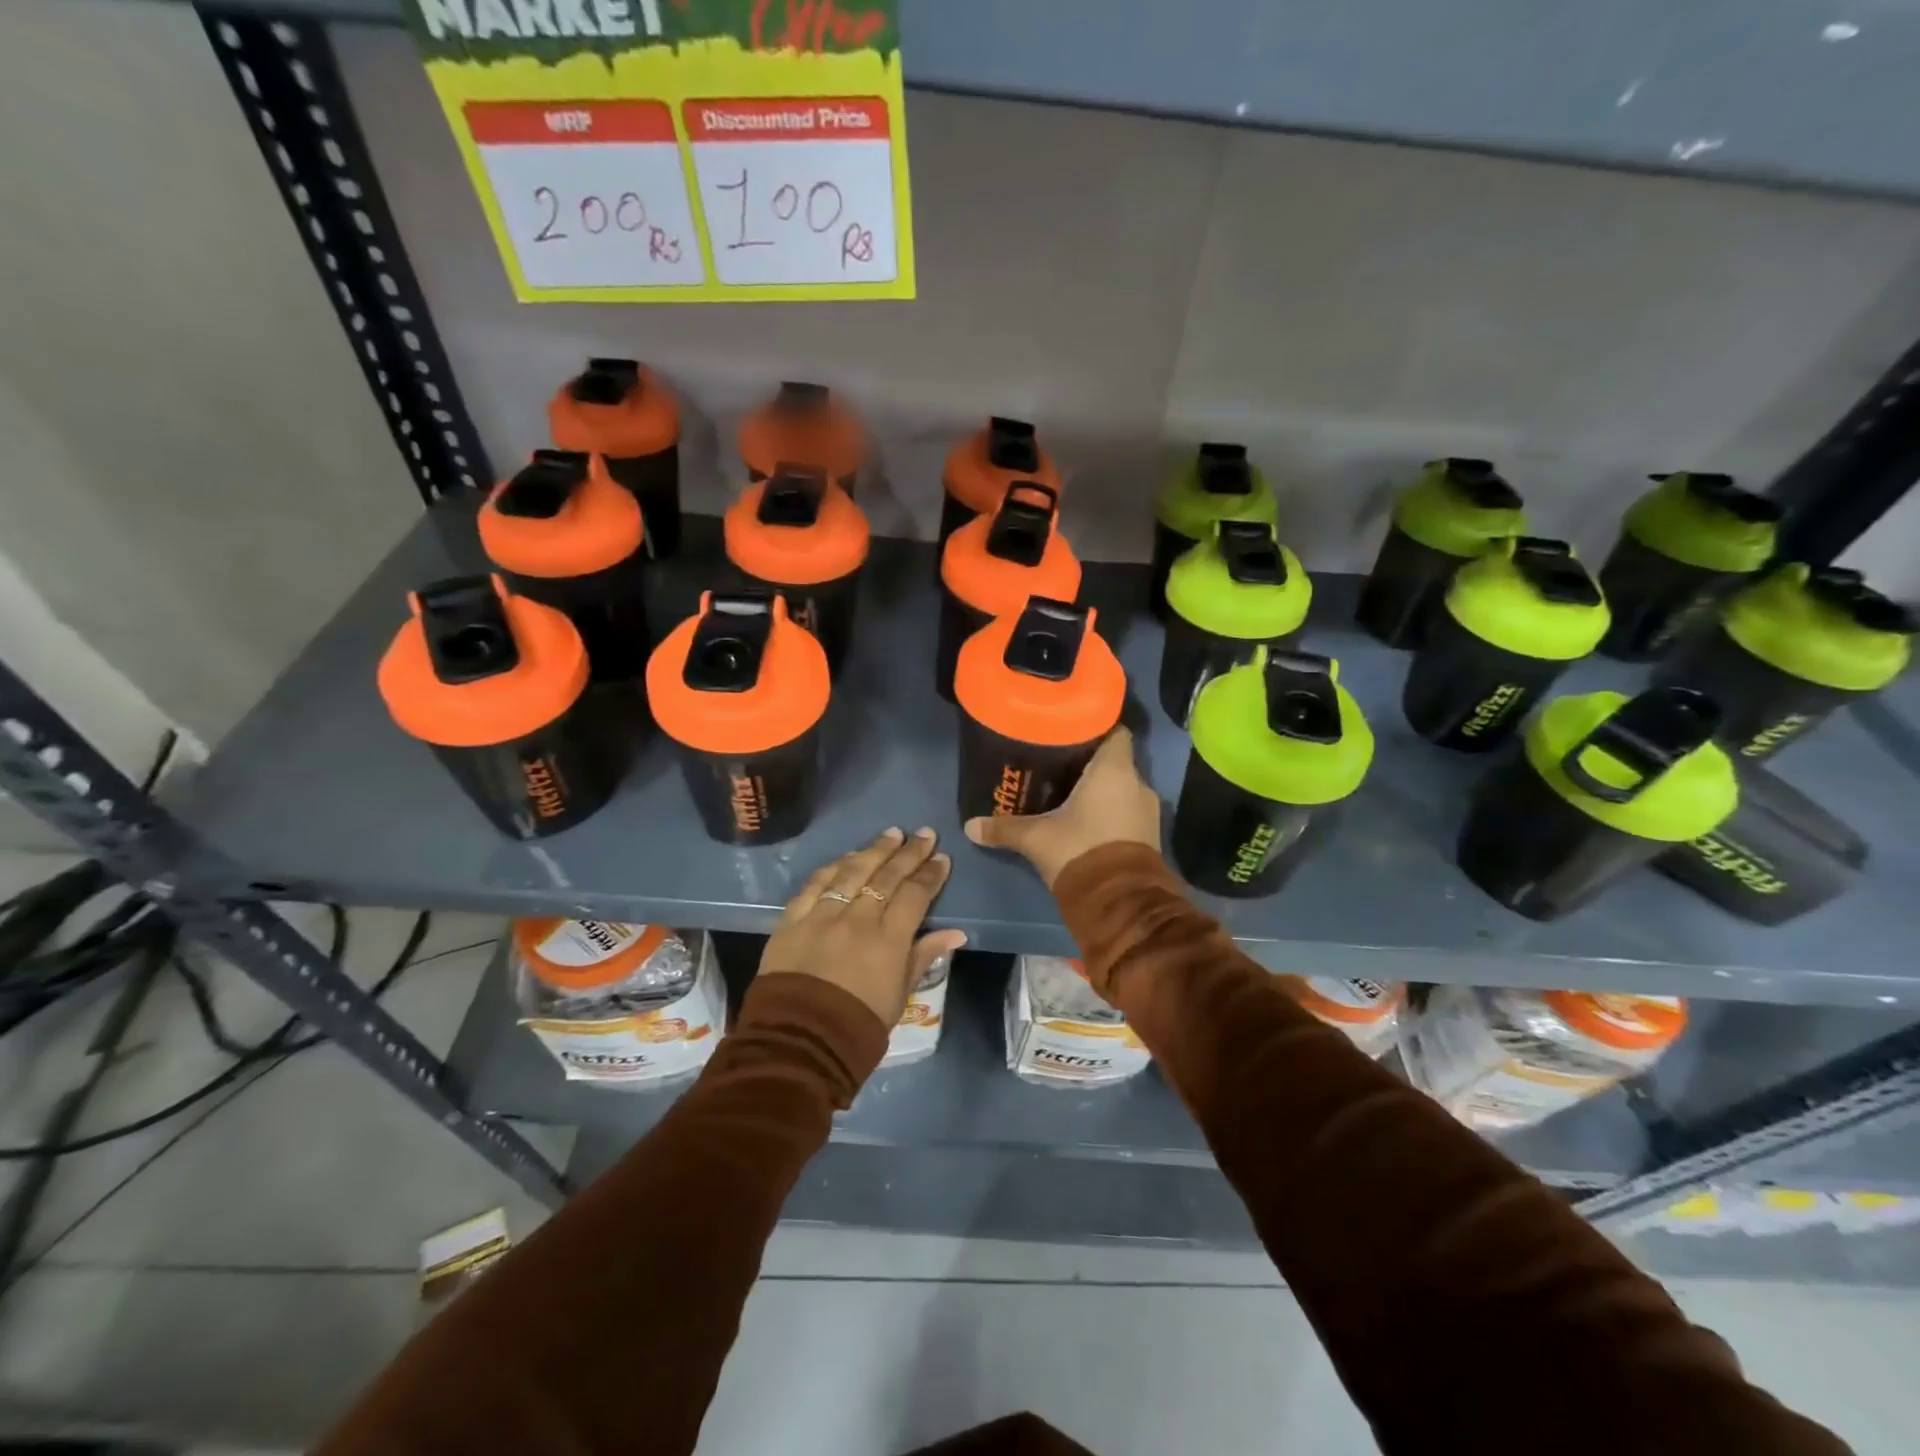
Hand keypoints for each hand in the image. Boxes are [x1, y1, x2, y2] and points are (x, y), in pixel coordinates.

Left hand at [759, 827, 967, 1026]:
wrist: (799, 1041)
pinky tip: (846, 856)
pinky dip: (832, 867)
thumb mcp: (899, 995)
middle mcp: (857, 919)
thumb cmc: (858, 1025)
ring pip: (851, 872)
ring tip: (891, 834)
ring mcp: (822, 916)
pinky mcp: (792, 920)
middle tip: (923, 833)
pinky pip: (814, 884)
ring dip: (873, 850)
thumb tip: (956, 932)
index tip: (942, 858)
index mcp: (888, 940)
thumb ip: (923, 956)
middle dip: (908, 853)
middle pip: (886, 877)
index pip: (914, 896)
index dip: (930, 875)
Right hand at [963, 728, 1160, 886]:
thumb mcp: (1036, 838)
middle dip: (1091, 765)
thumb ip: (1004, 828)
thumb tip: (970, 826)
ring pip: (1122, 789)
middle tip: (1060, 766)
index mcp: (1114, 770)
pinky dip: (1111, 813)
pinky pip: (1128, 813)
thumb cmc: (1079, 851)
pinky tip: (1086, 821)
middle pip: (1115, 762)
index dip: (1097, 728)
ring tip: (1070, 794)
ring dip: (1102, 792)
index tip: (1072, 732)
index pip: (1116, 732)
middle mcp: (1138, 783)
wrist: (1121, 903)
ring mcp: (1148, 812)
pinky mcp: (1150, 837)